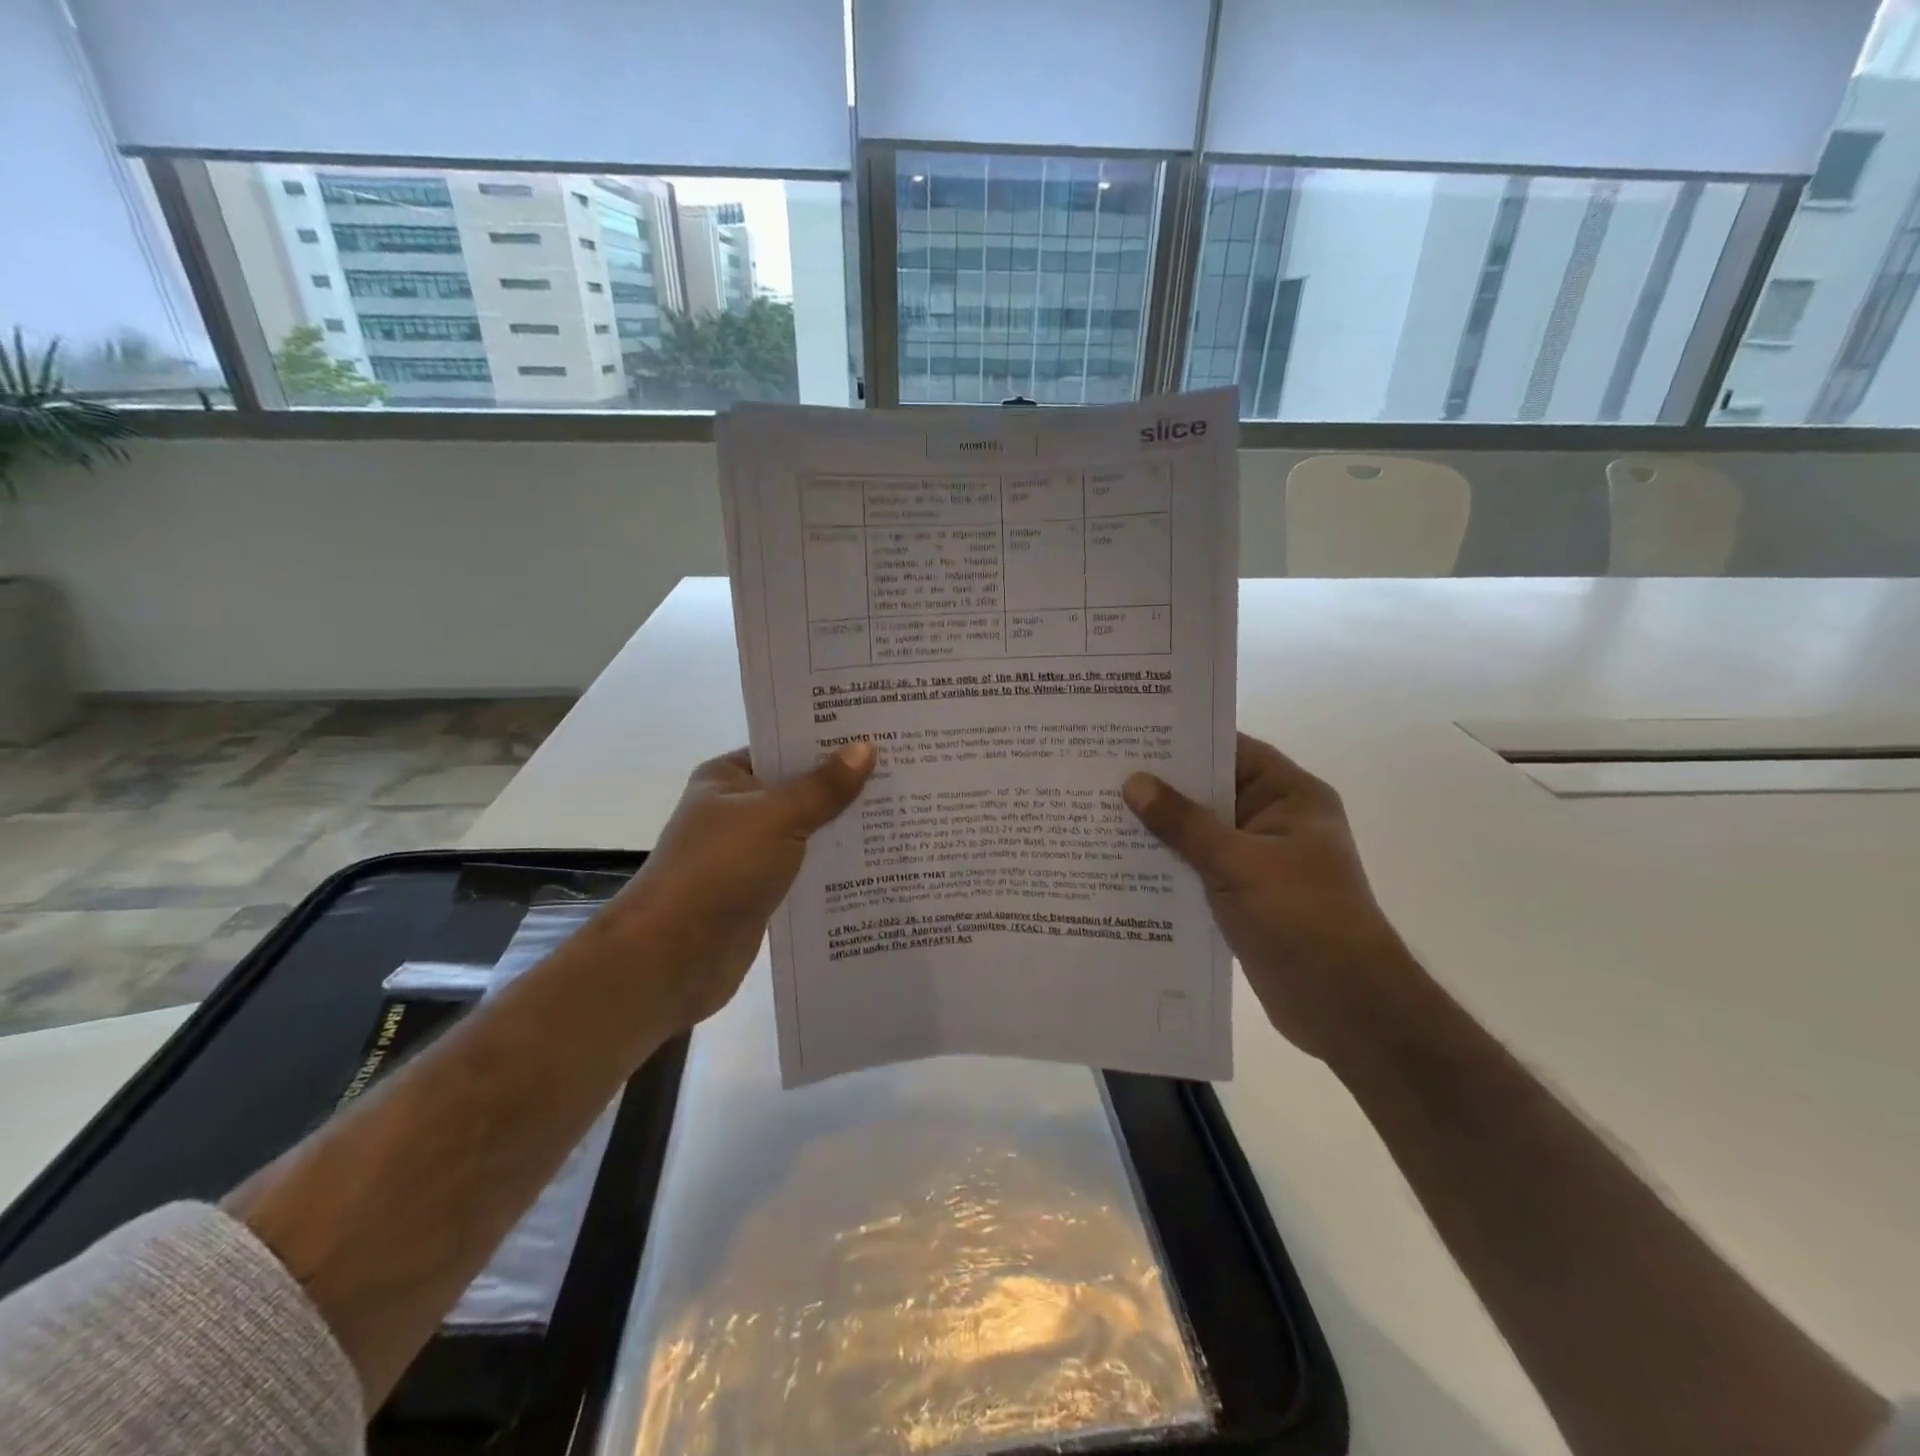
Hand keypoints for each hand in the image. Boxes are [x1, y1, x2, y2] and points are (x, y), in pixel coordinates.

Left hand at [597, 742, 874, 1032]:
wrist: (674, 956)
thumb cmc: (720, 868)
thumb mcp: (777, 817)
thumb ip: (823, 786)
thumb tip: (866, 748)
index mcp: (728, 778)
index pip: (784, 747)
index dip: (828, 741)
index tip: (879, 735)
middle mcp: (738, 811)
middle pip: (800, 790)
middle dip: (845, 786)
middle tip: (904, 772)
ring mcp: (749, 854)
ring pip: (806, 832)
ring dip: (844, 829)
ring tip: (902, 814)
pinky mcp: (761, 893)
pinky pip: (805, 870)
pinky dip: (833, 867)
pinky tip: (877, 862)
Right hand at [1123, 732, 1428, 1064]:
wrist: (1344, 1006)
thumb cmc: (1302, 918)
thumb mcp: (1238, 863)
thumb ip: (1184, 823)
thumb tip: (1134, 782)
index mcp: (1289, 797)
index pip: (1231, 750)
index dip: (1184, 741)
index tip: (1130, 734)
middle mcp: (1273, 821)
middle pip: (1210, 792)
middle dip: (1160, 787)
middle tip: (1101, 772)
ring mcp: (1257, 861)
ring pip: (1199, 833)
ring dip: (1159, 829)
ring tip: (1099, 812)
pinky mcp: (1242, 896)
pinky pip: (1197, 868)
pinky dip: (1167, 864)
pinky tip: (1121, 862)